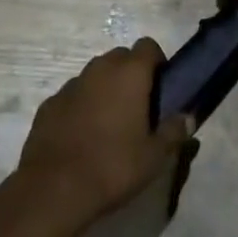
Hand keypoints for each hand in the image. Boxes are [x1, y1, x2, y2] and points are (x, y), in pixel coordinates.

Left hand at [15, 40, 192, 221]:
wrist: (53, 191)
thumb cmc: (112, 166)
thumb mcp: (154, 157)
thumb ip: (174, 132)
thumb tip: (188, 118)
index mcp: (130, 72)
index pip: (148, 46)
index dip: (157, 62)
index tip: (160, 88)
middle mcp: (100, 68)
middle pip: (121, 57)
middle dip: (130, 74)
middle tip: (137, 107)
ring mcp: (71, 84)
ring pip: (95, 75)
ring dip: (104, 89)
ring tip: (108, 124)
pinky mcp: (49, 104)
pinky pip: (72, 96)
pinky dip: (80, 107)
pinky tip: (80, 136)